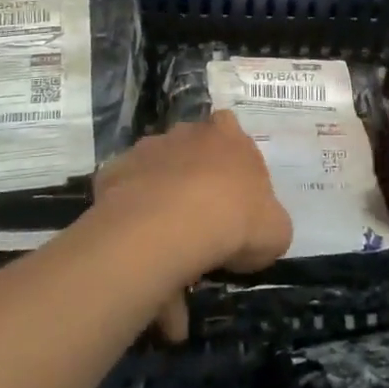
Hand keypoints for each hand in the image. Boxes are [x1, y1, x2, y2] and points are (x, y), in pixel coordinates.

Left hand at [93, 111, 291, 339]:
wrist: (172, 226)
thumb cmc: (236, 220)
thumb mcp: (276, 230)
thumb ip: (267, 220)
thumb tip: (256, 231)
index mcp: (228, 136)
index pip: (230, 130)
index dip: (230, 160)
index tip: (231, 193)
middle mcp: (185, 133)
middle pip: (189, 151)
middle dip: (193, 181)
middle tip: (200, 225)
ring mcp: (145, 150)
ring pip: (154, 177)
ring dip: (160, 207)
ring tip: (166, 258)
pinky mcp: (112, 174)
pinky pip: (124, 200)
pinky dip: (130, 224)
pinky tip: (140, 257)